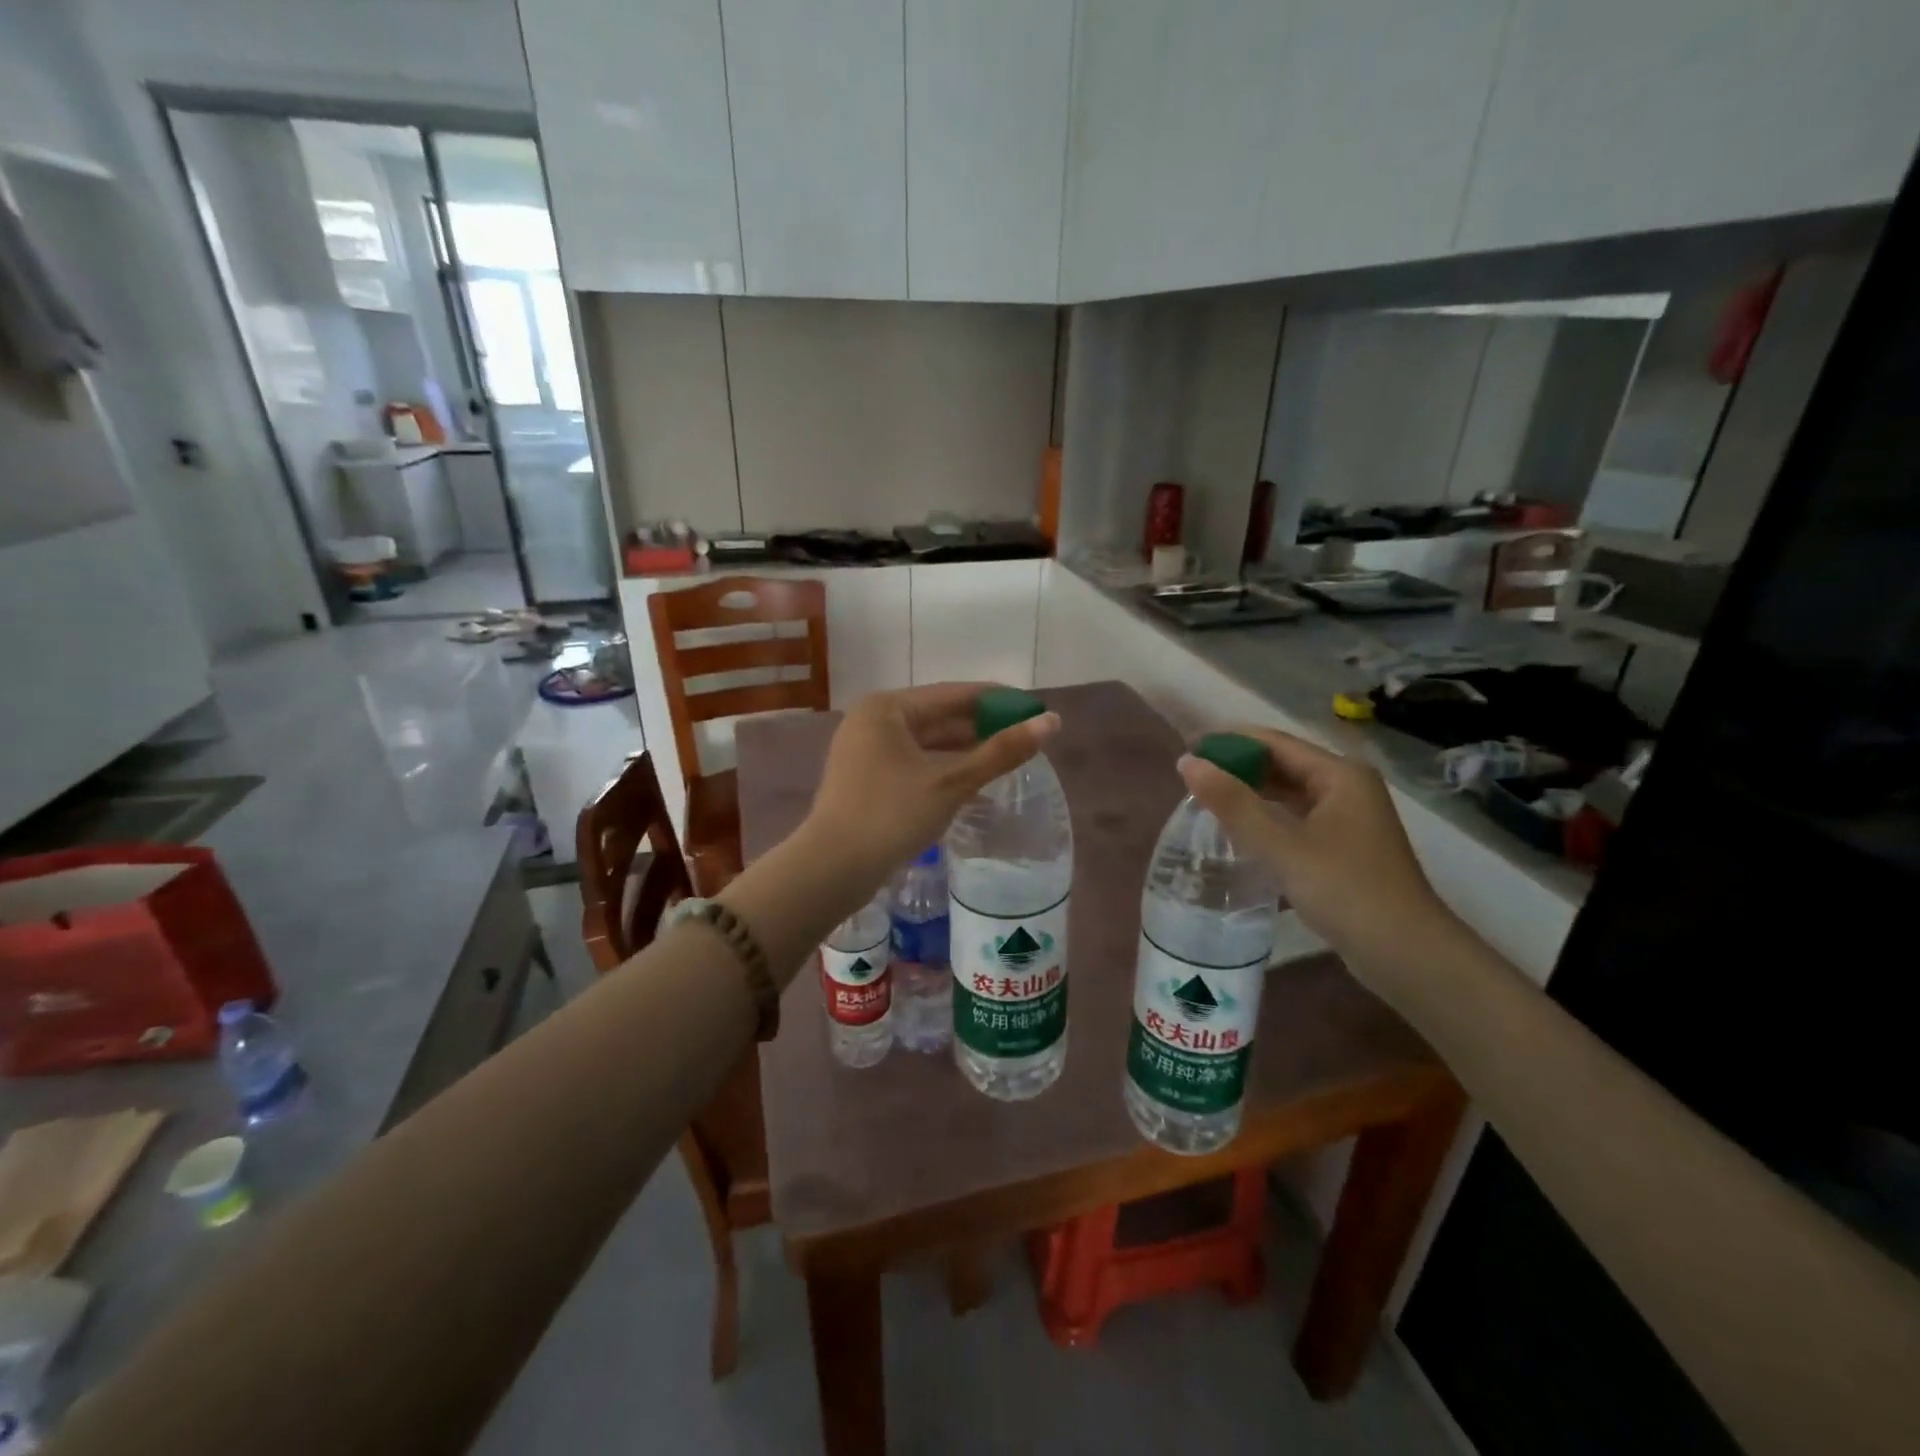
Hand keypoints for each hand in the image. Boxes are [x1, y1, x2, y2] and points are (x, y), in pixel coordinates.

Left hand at [804, 683, 1059, 882]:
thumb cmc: (891, 815)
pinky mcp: (865, 779)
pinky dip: (943, 767)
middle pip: (939, 716)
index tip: (1036, 708)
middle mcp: (872, 721)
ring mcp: (865, 751)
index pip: (954, 694)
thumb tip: (1052, 722)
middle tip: (1028, 736)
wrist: (832, 869)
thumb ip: (1002, 751)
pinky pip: (914, 763)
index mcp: (887, 708)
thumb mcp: (952, 782)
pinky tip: (972, 779)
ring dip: (964, 749)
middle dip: (982, 727)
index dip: (998, 700)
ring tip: (1008, 757)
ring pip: (927, 743)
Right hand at [1178, 726, 1455, 977]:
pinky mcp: (1343, 847)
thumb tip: (1187, 762)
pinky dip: (1266, 819)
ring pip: (1289, 794)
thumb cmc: (1345, 890)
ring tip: (1206, 801)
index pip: (1275, 742)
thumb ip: (1232, 803)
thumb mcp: (1281, 845)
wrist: (1406, 954)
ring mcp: (1348, 819)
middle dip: (1238, 768)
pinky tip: (1238, 832)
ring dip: (1250, 795)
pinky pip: (1295, 819)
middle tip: (1190, 779)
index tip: (1189, 750)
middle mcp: (1347, 788)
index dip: (1230, 742)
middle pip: (1283, 765)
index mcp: (1340, 775)